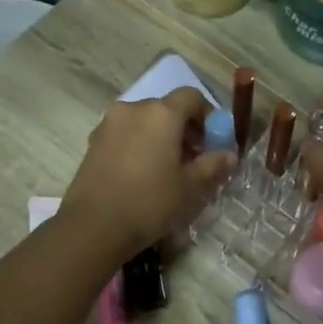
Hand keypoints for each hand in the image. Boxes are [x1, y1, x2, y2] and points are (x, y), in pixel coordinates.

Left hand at [64, 88, 234, 258]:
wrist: (93, 226)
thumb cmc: (150, 202)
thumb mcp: (190, 187)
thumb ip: (213, 165)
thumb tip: (229, 155)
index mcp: (161, 113)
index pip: (191, 97)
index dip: (206, 116)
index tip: (211, 142)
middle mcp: (133, 109)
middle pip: (166, 108)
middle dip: (183, 129)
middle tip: (192, 160)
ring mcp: (109, 124)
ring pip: (143, 122)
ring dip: (159, 137)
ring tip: (166, 170)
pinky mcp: (93, 142)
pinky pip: (124, 135)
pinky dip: (138, 145)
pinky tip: (141, 175)